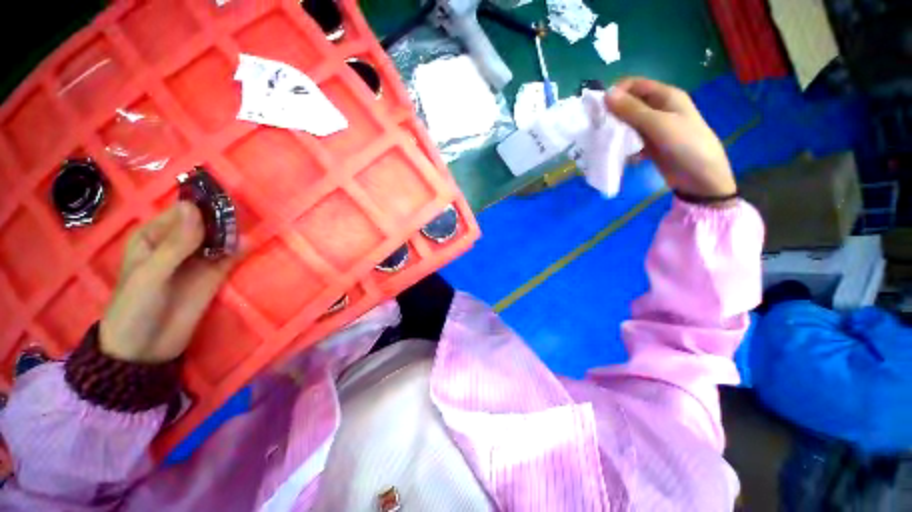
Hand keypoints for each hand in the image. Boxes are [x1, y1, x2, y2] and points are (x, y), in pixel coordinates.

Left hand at [100, 203, 235, 362]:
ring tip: (247, 227)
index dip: (202, 204)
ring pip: (219, 238)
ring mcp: (198, 259)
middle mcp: (178, 243)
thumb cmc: (135, 307)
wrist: (146, 349)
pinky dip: (240, 249)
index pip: (182, 212)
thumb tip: (194, 207)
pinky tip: (250, 244)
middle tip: (240, 213)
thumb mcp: (151, 274)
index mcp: (154, 236)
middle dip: (221, 217)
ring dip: (233, 232)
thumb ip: (175, 244)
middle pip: (204, 223)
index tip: (223, 199)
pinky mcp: (215, 274)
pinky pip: (230, 256)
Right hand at [605, 78, 736, 199]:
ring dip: (617, 132)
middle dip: (613, 115)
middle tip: (599, 129)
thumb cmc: (685, 144)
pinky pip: (632, 141)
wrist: (701, 177)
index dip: (616, 93)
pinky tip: (623, 156)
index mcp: (666, 96)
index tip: (599, 110)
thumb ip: (632, 110)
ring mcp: (656, 128)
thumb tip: (606, 94)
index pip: (634, 85)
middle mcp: (660, 108)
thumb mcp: (658, 124)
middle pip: (630, 105)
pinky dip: (625, 147)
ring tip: (607, 144)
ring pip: (629, 124)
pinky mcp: (652, 145)